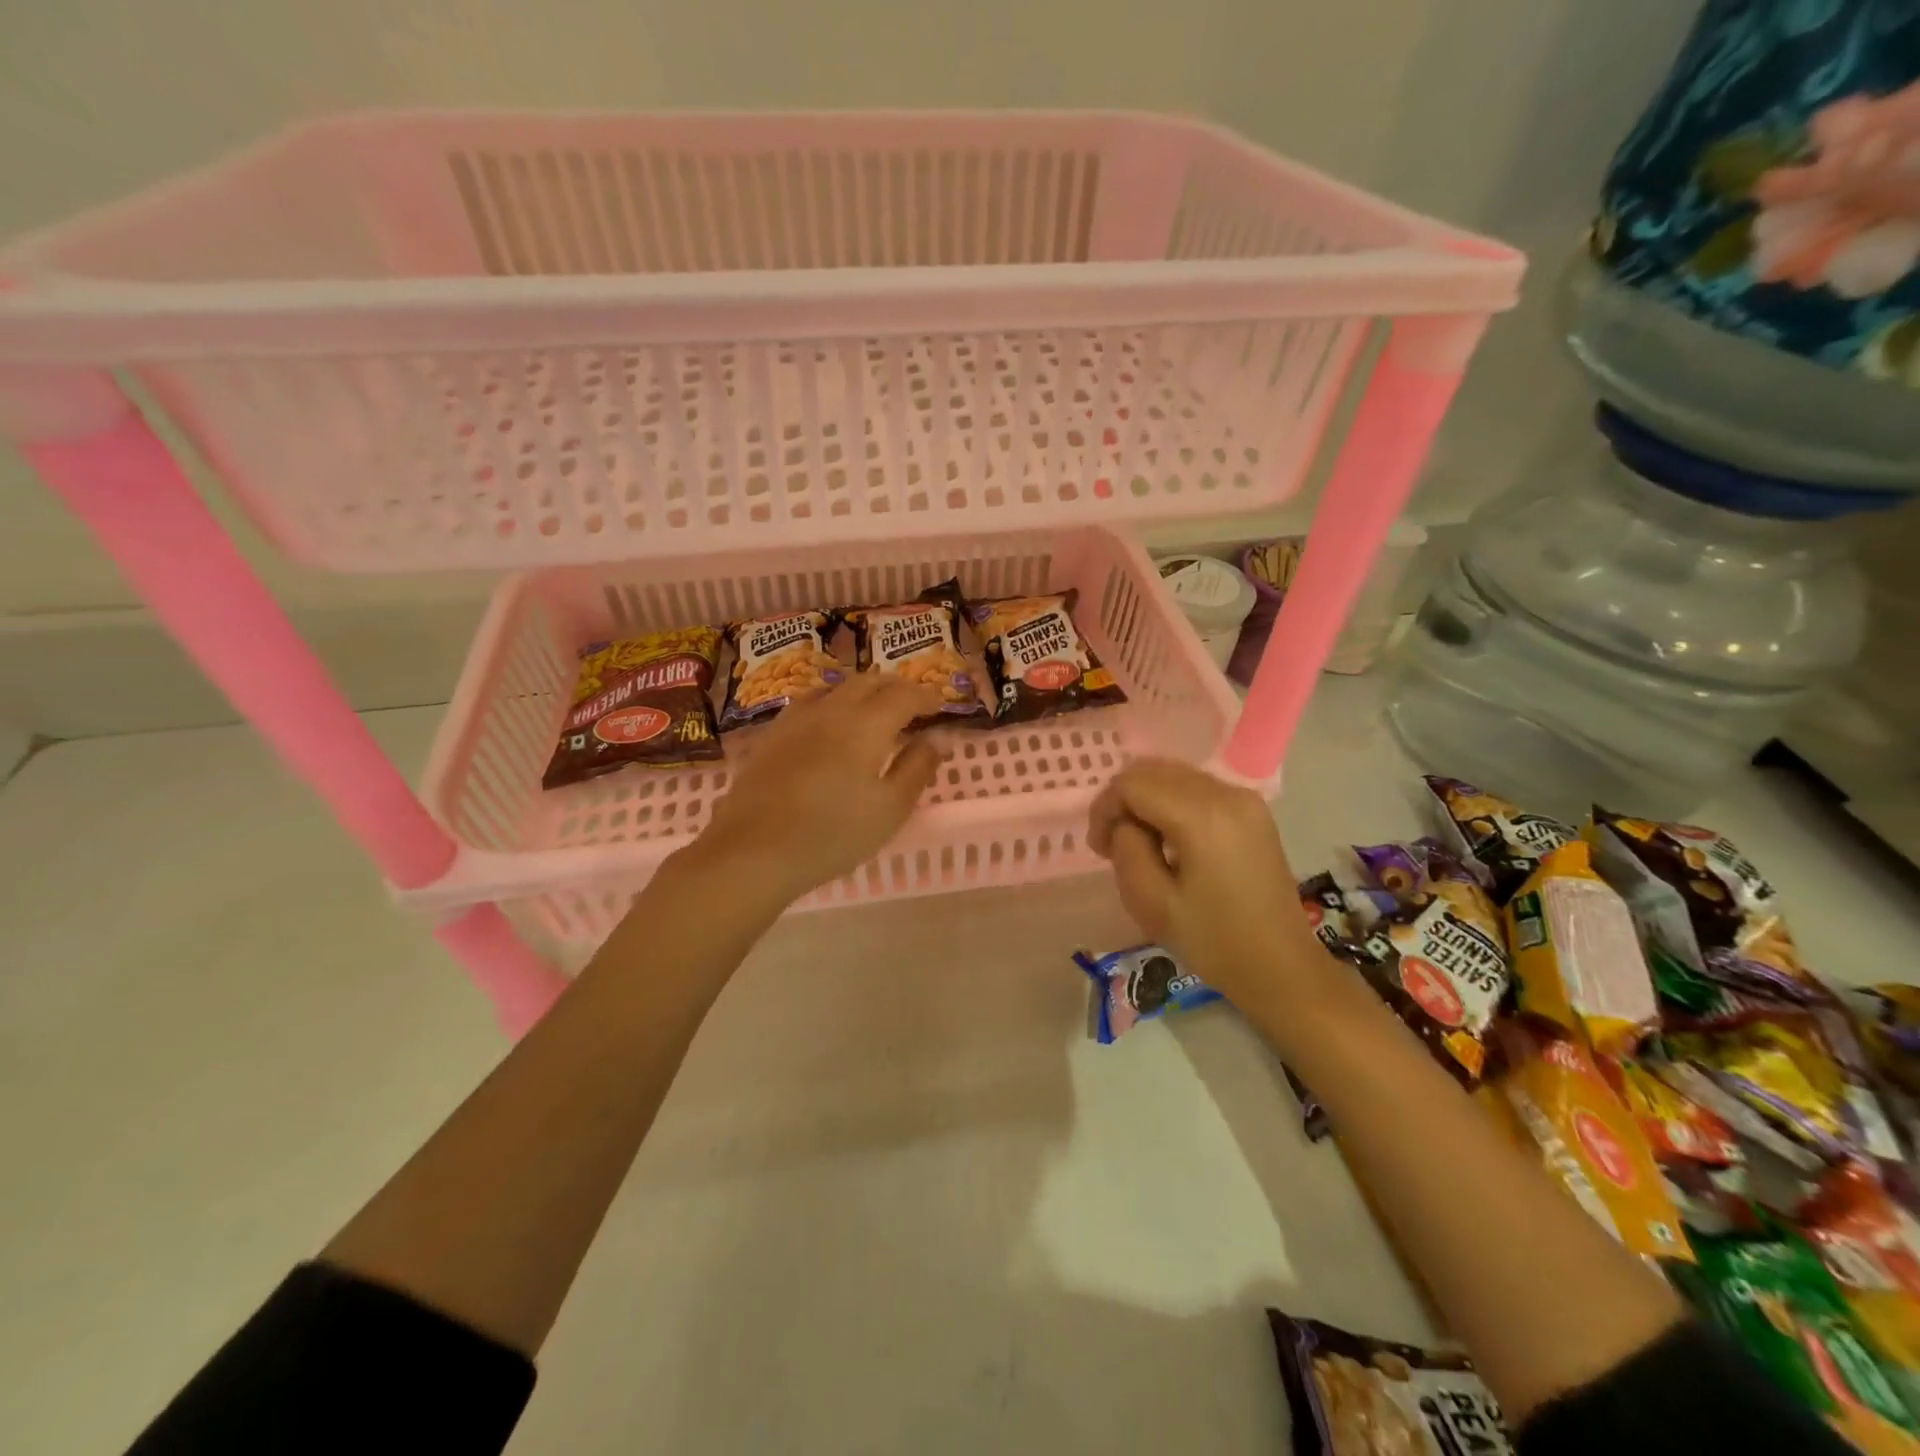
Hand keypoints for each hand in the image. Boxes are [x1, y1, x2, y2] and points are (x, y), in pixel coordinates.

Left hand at [690, 674, 946, 903]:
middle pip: (868, 682)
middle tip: (911, 706)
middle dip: (895, 688)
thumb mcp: (890, 808)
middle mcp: (831, 709)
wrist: (753, 851)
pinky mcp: (770, 736)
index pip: (903, 694)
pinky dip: (832, 705)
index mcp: (866, 724)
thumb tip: (940, 736)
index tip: (939, 708)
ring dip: (862, 692)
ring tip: (873, 712)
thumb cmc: (833, 834)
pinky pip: (809, 704)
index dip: (925, 697)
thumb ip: (918, 767)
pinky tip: (828, 727)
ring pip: (835, 688)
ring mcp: (795, 719)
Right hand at [1087, 758, 1332, 1008]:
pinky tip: (1169, 839)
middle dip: (1123, 800)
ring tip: (1139, 843)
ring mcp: (1244, 798)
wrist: (1281, 967)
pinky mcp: (1253, 810)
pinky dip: (1171, 802)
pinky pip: (1197, 787)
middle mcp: (1226, 793)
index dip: (1105, 809)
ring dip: (1146, 800)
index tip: (1100, 849)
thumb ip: (1127, 849)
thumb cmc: (1213, 941)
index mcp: (1202, 816)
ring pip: (1174, 775)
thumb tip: (1126, 823)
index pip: (1132, 783)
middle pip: (1153, 770)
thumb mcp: (1151, 903)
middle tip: (1112, 844)